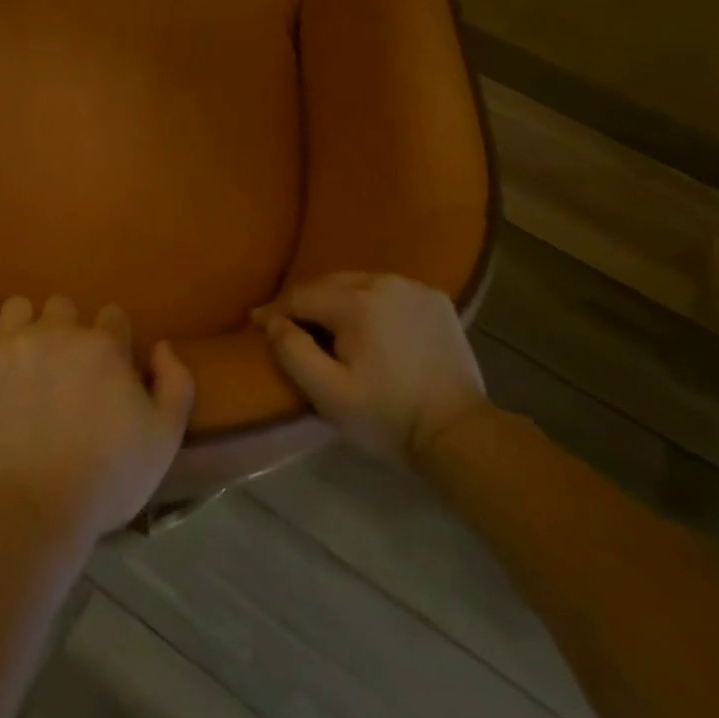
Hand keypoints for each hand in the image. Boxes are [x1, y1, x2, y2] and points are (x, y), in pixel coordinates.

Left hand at [0, 290, 193, 546]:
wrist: (30, 511)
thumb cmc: (105, 480)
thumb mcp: (164, 440)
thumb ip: (176, 384)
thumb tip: (162, 346)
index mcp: (104, 346)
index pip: (113, 318)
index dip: (113, 341)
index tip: (108, 368)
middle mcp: (56, 331)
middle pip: (64, 308)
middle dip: (68, 330)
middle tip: (64, 368)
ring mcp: (10, 341)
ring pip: (19, 307)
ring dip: (26, 323)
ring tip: (23, 352)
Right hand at [253, 272, 487, 467]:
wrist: (460, 435)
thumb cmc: (388, 417)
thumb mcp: (328, 394)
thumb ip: (292, 352)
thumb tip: (272, 321)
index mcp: (356, 302)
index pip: (302, 296)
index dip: (276, 311)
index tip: (258, 324)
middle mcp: (384, 282)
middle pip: (329, 284)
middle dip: (306, 304)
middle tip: (290, 326)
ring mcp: (414, 288)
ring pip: (358, 283)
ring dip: (338, 300)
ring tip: (328, 325)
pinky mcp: (436, 300)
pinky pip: (388, 291)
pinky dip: (371, 302)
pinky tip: (369, 324)